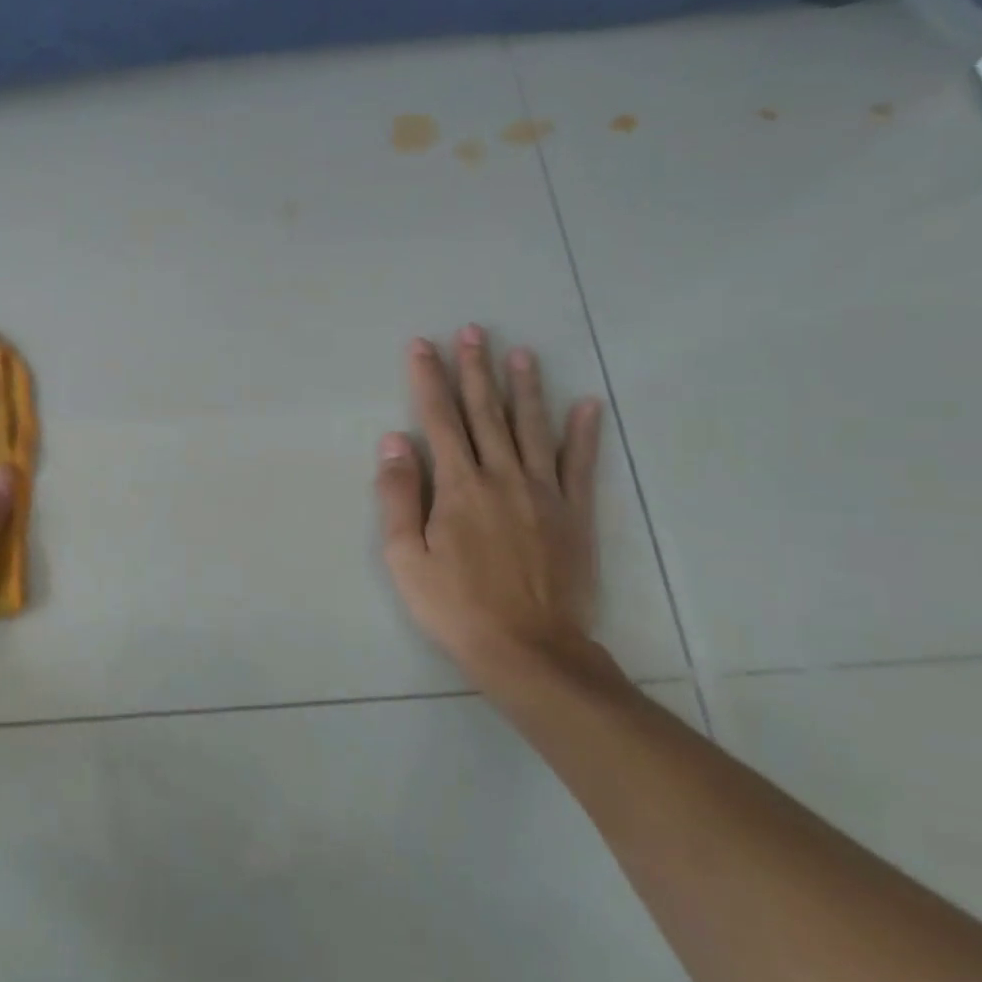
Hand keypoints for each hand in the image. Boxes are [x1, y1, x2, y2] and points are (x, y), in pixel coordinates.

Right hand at [375, 326, 624, 692]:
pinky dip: (584, 433)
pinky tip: (587, 404)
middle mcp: (503, 477)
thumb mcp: (406, 557)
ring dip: (525, 388)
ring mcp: (545, 493)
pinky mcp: (575, 514)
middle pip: (486, 413)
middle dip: (476, 369)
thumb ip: (399, 496)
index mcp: (459, 487)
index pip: (439, 419)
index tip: (423, 345)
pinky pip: (581, 464)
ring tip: (522, 353)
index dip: (429, 379)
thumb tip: (394, 441)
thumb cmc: (455, 606)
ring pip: (533, 428)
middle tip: (474, 331)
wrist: (530, 650)